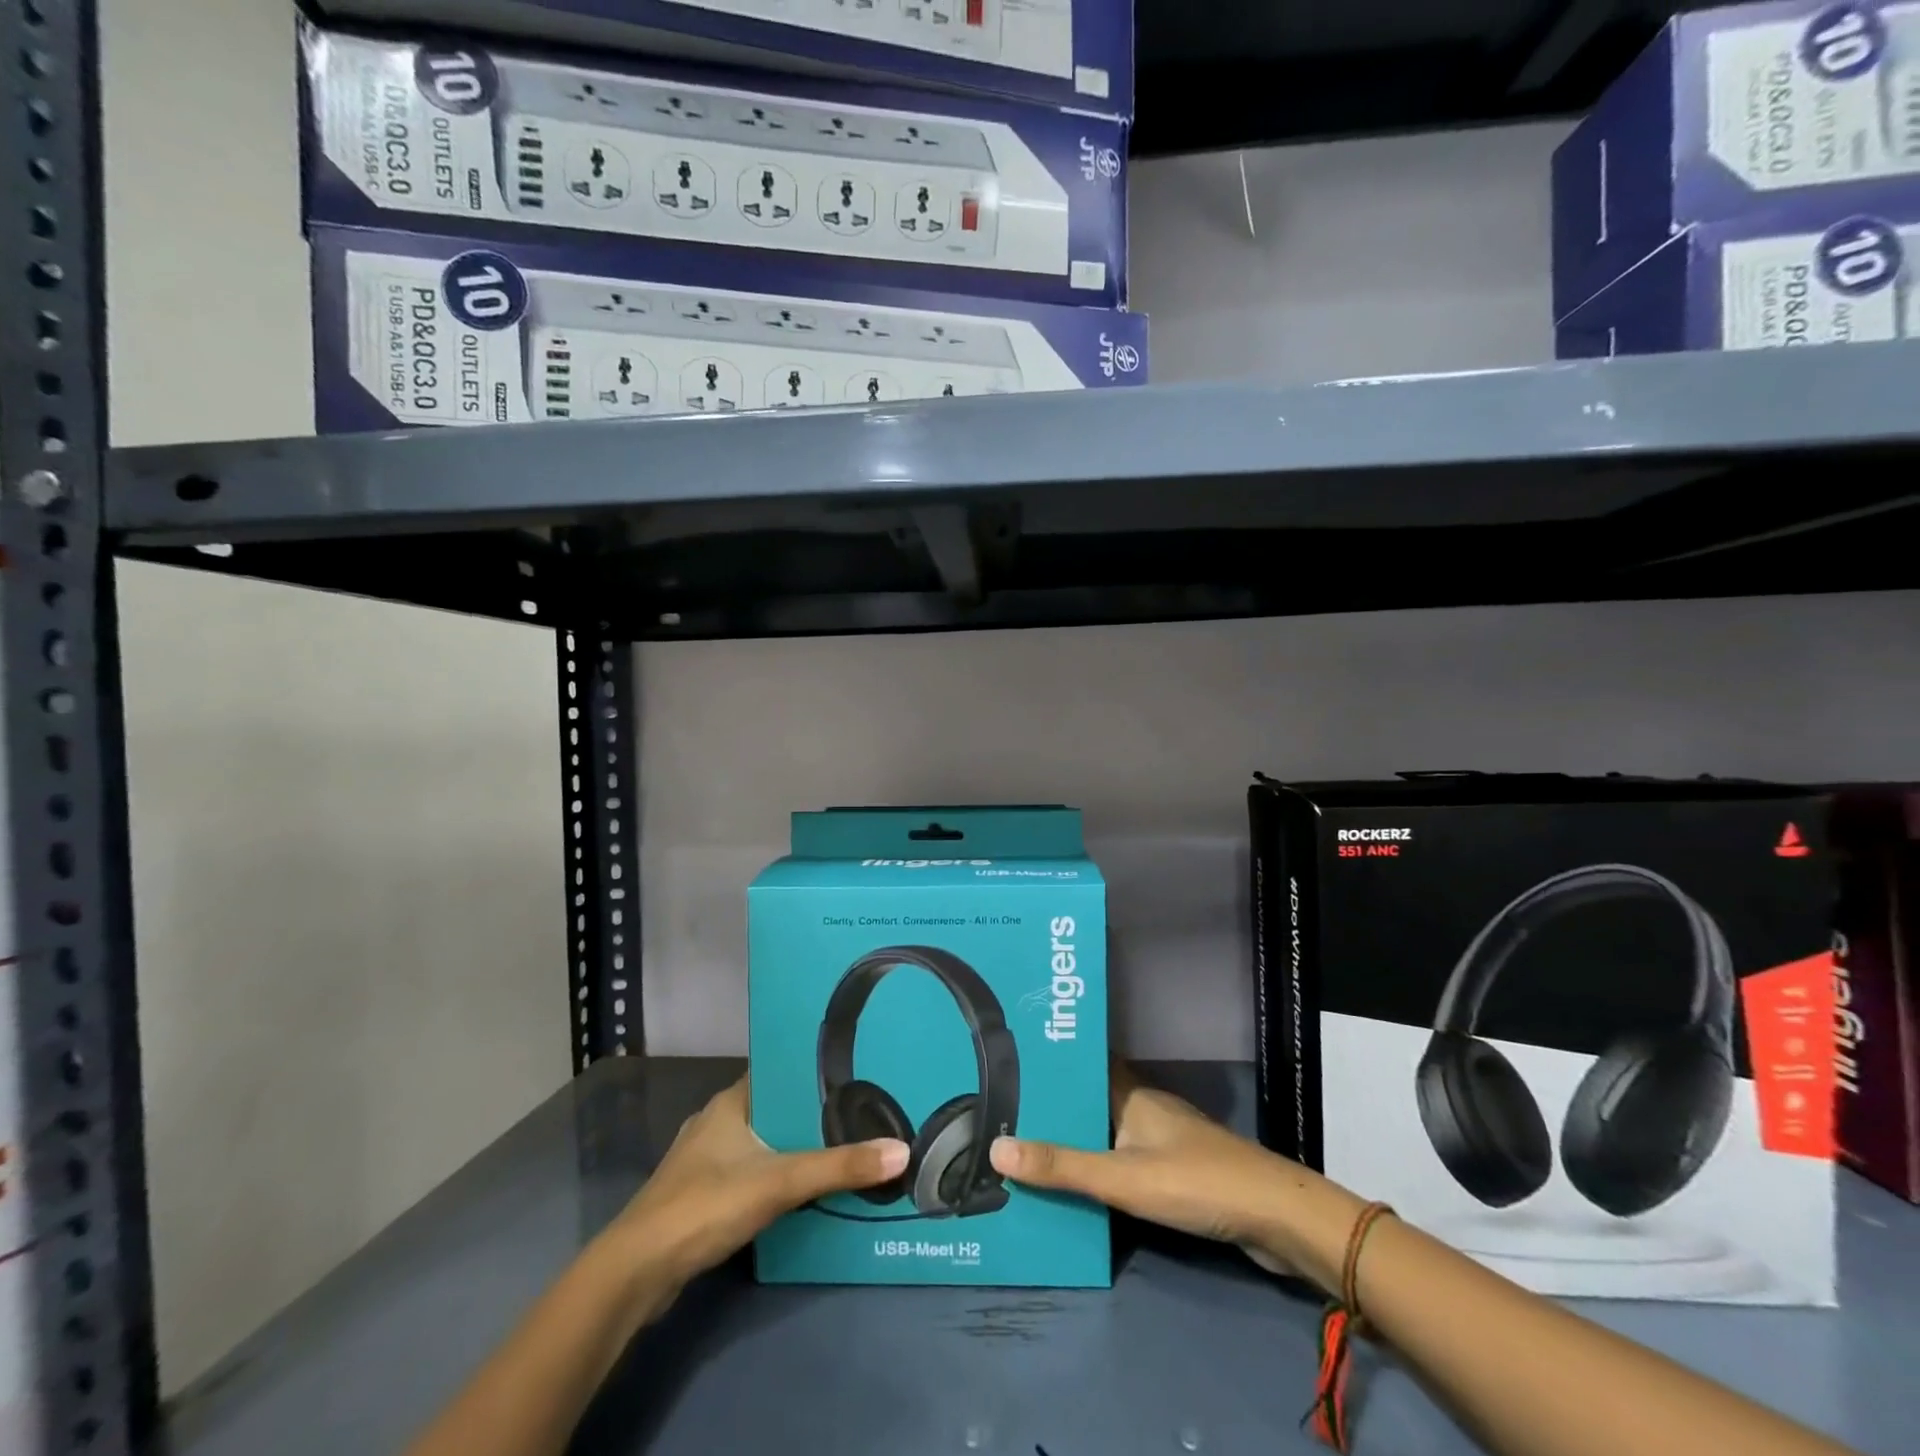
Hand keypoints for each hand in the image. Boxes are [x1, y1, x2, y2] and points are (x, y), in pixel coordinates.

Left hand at [600, 1075, 907, 1293]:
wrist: (637, 1273)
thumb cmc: (706, 1205)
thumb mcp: (780, 1181)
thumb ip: (839, 1167)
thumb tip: (902, 1151)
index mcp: (731, 1101)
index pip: (779, 1070)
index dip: (814, 1069)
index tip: (855, 1068)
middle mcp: (718, 1122)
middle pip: (776, 1108)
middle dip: (813, 1113)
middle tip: (862, 1112)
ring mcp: (707, 1161)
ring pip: (764, 1144)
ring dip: (796, 1148)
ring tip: (843, 1148)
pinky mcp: (704, 1197)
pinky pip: (752, 1174)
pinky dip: (778, 1178)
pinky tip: (805, 1192)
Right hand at [987, 1060, 1362, 1292]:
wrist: (1274, 1217)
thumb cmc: (1195, 1181)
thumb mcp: (1121, 1177)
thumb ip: (1062, 1167)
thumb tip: (995, 1149)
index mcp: (1129, 1093)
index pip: (1083, 1063)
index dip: (1051, 1060)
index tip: (1009, 1061)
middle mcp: (1143, 1107)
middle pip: (1090, 1098)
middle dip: (1054, 1106)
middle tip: (1004, 1113)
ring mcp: (1162, 1139)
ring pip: (1106, 1130)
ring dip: (1076, 1138)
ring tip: (1028, 1148)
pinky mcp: (1175, 1171)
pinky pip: (1124, 1159)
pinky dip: (1100, 1167)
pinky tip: (1079, 1186)